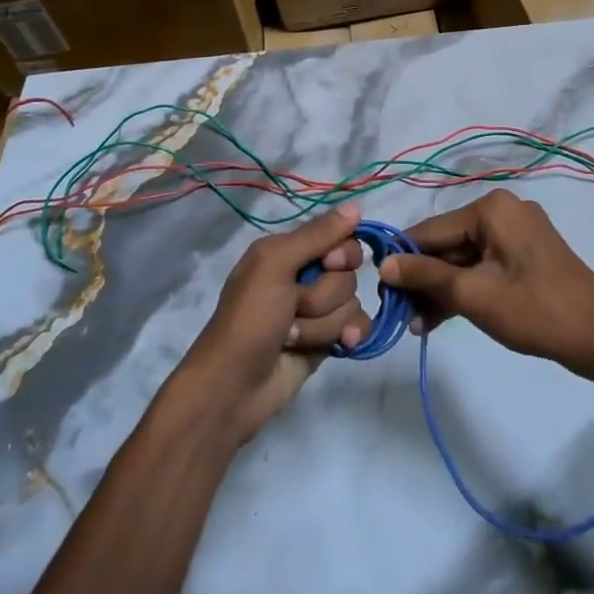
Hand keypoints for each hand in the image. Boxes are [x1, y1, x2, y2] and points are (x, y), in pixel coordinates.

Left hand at [176, 205, 371, 442]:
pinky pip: (358, 325)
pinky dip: (350, 335)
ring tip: (294, 337)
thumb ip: (316, 235)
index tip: (327, 264)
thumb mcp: (275, 265)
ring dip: (324, 323)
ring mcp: (317, 310)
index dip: (341, 253)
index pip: (340, 237)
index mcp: (288, 251)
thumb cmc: (249, 319)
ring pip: (352, 302)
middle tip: (295, 308)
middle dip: (325, 295)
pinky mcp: (327, 339)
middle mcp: (304, 276)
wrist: (235, 387)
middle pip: (348, 273)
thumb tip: (357, 206)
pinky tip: (341, 346)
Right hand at [378, 190, 593, 380]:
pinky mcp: (526, 255)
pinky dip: (465, 289)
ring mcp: (518, 233)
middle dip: (424, 281)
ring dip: (442, 290)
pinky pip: (484, 266)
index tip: (379, 289)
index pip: (431, 230)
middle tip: (401, 315)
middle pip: (447, 244)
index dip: (403, 260)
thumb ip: (425, 276)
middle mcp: (504, 211)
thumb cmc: (535, 310)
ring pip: (464, 258)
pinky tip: (441, 317)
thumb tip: (383, 265)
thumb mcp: (473, 294)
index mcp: (492, 208)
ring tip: (418, 325)